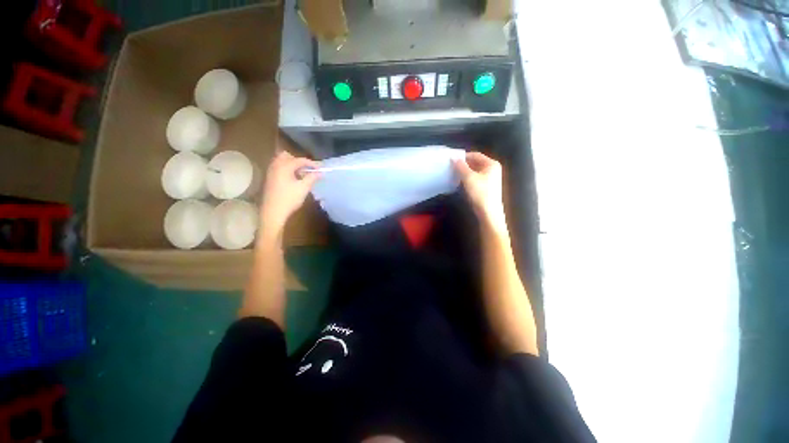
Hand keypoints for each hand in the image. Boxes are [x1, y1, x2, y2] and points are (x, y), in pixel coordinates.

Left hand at [260, 150, 319, 236]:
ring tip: (302, 174)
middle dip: (299, 161)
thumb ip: (312, 178)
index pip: (300, 160)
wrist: (273, 212)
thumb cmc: (289, 199)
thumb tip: (320, 173)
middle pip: (287, 156)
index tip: (320, 168)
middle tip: (308, 169)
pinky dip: (287, 169)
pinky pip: (279, 168)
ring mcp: (271, 172)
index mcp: (284, 166)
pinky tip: (293, 179)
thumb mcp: (304, 188)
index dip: (312, 163)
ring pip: (282, 162)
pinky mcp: (270, 179)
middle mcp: (276, 166)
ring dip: (292, 165)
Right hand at [454, 152, 506, 229]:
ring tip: (453, 174)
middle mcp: (492, 169)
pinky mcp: (486, 187)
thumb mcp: (469, 178)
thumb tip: (453, 158)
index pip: (475, 155)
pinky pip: (475, 178)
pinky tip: (459, 182)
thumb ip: (461, 166)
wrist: (488, 212)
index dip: (463, 156)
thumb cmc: (480, 193)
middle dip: (463, 164)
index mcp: (491, 164)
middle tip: (451, 167)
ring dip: (464, 172)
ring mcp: (490, 178)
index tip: (452, 159)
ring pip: (474, 171)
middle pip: (475, 162)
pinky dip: (467, 178)